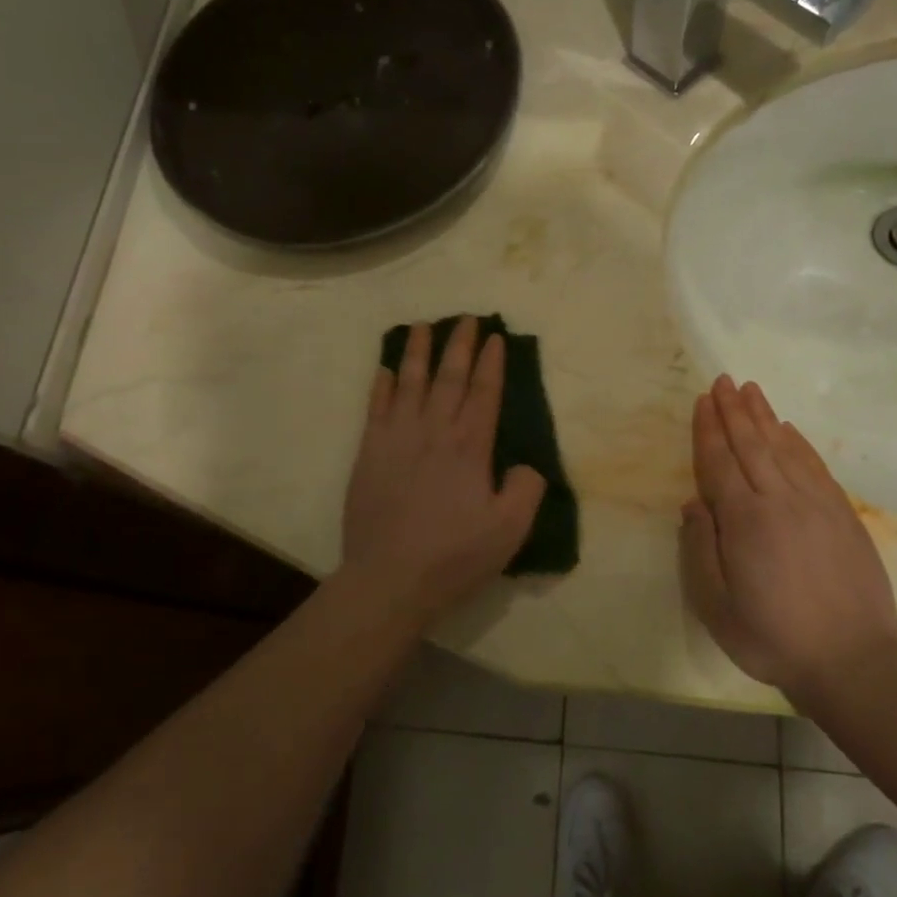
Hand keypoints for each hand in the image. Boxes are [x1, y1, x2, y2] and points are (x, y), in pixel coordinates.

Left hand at [340, 318, 546, 622]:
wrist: (389, 578)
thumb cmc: (454, 555)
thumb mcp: (510, 530)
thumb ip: (526, 490)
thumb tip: (527, 464)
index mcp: (470, 447)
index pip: (485, 393)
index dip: (492, 363)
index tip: (495, 337)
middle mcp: (434, 432)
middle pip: (449, 378)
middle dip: (459, 345)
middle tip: (466, 318)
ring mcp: (397, 439)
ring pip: (410, 383)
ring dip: (418, 352)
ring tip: (423, 326)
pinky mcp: (369, 454)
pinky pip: (376, 408)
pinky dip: (382, 386)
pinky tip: (386, 369)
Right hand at [680, 376, 896, 698]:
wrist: (852, 662)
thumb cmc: (772, 637)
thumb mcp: (715, 605)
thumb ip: (699, 549)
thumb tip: (694, 503)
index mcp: (745, 520)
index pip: (720, 462)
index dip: (708, 429)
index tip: (703, 400)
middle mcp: (780, 500)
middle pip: (752, 444)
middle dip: (734, 411)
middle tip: (724, 380)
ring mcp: (817, 505)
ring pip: (784, 448)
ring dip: (764, 417)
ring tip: (751, 390)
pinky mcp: (843, 515)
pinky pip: (816, 467)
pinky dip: (799, 443)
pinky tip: (789, 429)